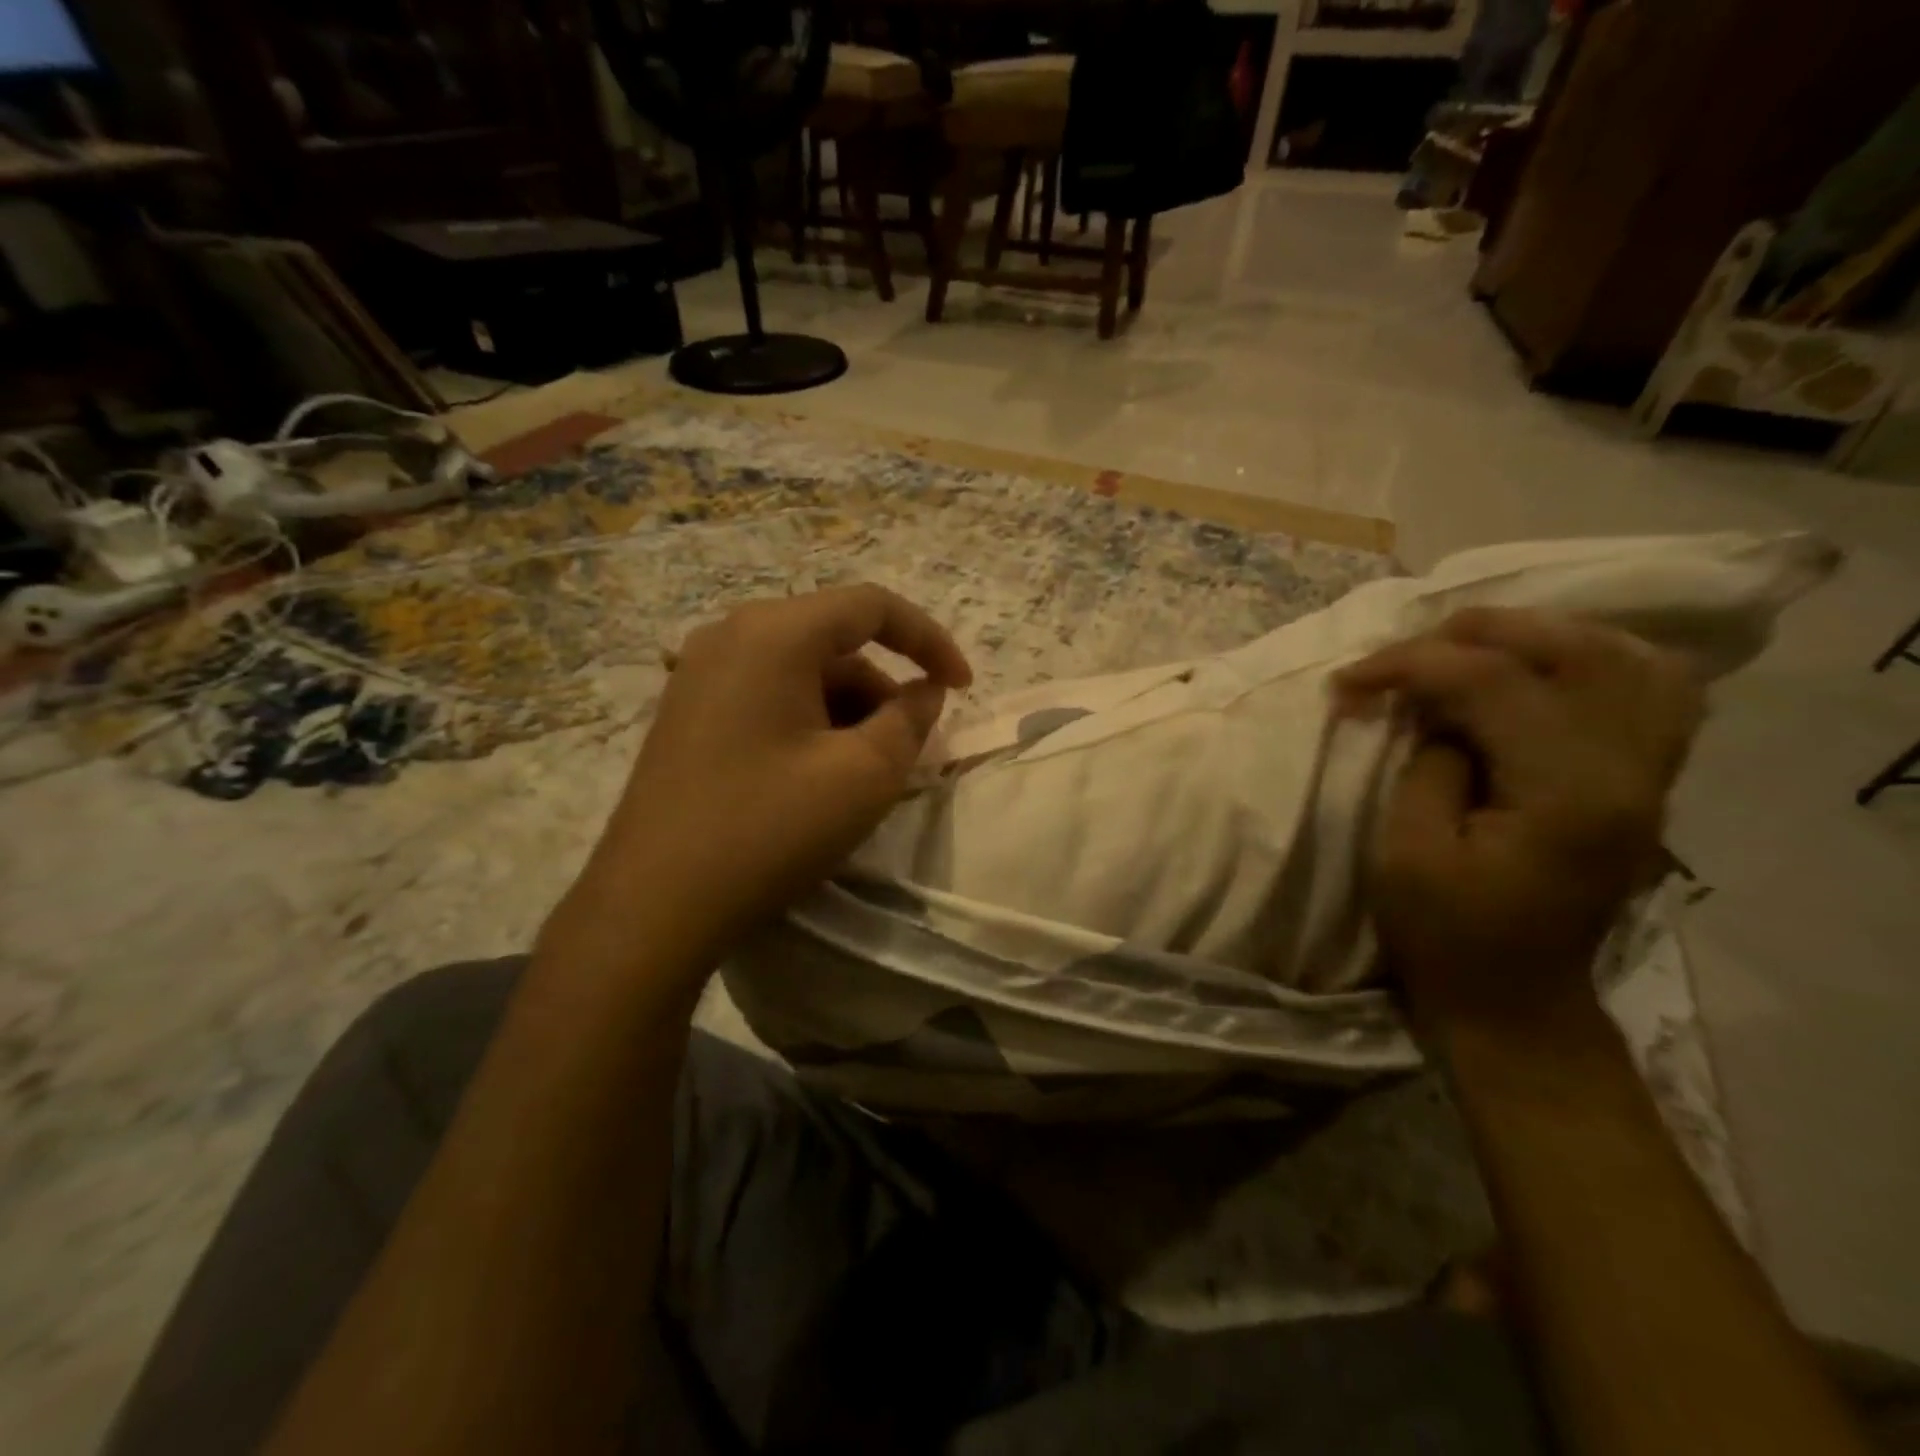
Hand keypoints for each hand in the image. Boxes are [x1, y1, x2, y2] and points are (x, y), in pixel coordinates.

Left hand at [592, 585, 971, 959]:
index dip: (929, 640)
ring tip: (861, 773)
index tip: (962, 688)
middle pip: (834, 641)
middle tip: (907, 749)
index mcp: (773, 633)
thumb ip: (910, 720)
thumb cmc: (769, 829)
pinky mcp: (686, 712)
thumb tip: (924, 692)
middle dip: (883, 689)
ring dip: (847, 710)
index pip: (872, 606)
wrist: (654, 906)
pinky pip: (767, 695)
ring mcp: (699, 674)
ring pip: (801, 672)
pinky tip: (815, 775)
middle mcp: (729, 635)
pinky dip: (808, 721)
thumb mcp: (864, 776)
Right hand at [1334, 607, 1703, 1033]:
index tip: (1346, 680)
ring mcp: (1648, 777)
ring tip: (1472, 643)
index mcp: (1566, 795)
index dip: (1411, 665)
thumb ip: (1428, 763)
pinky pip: (1649, 694)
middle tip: (1408, 648)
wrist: (1512, 1001)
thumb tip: (1441, 713)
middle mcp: (1629, 772)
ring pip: (1628, 661)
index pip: (1494, 683)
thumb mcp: (1407, 851)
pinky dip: (1596, 662)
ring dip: (1543, 636)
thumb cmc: (1444, 934)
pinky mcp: (1641, 785)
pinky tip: (1543, 666)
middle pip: (1576, 652)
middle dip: (1479, 632)